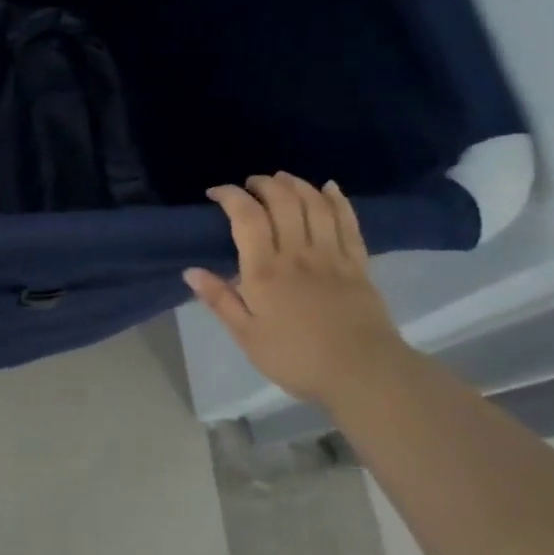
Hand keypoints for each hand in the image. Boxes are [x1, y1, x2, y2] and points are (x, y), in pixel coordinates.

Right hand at [184, 174, 404, 404]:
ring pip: (314, 205)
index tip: (216, 192)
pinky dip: (337, 200)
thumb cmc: (297, 358)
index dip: (230, 195)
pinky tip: (328, 187)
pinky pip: (348, 222)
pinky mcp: (358, 264)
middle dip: (264, 184)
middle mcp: (298, 253)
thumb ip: (220, 300)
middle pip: (282, 201)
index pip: (246, 217)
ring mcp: (332, 255)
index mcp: (265, 270)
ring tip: (282, 179)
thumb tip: (190, 271)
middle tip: (250, 185)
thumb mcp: (247, 336)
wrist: (363, 375)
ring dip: (297, 184)